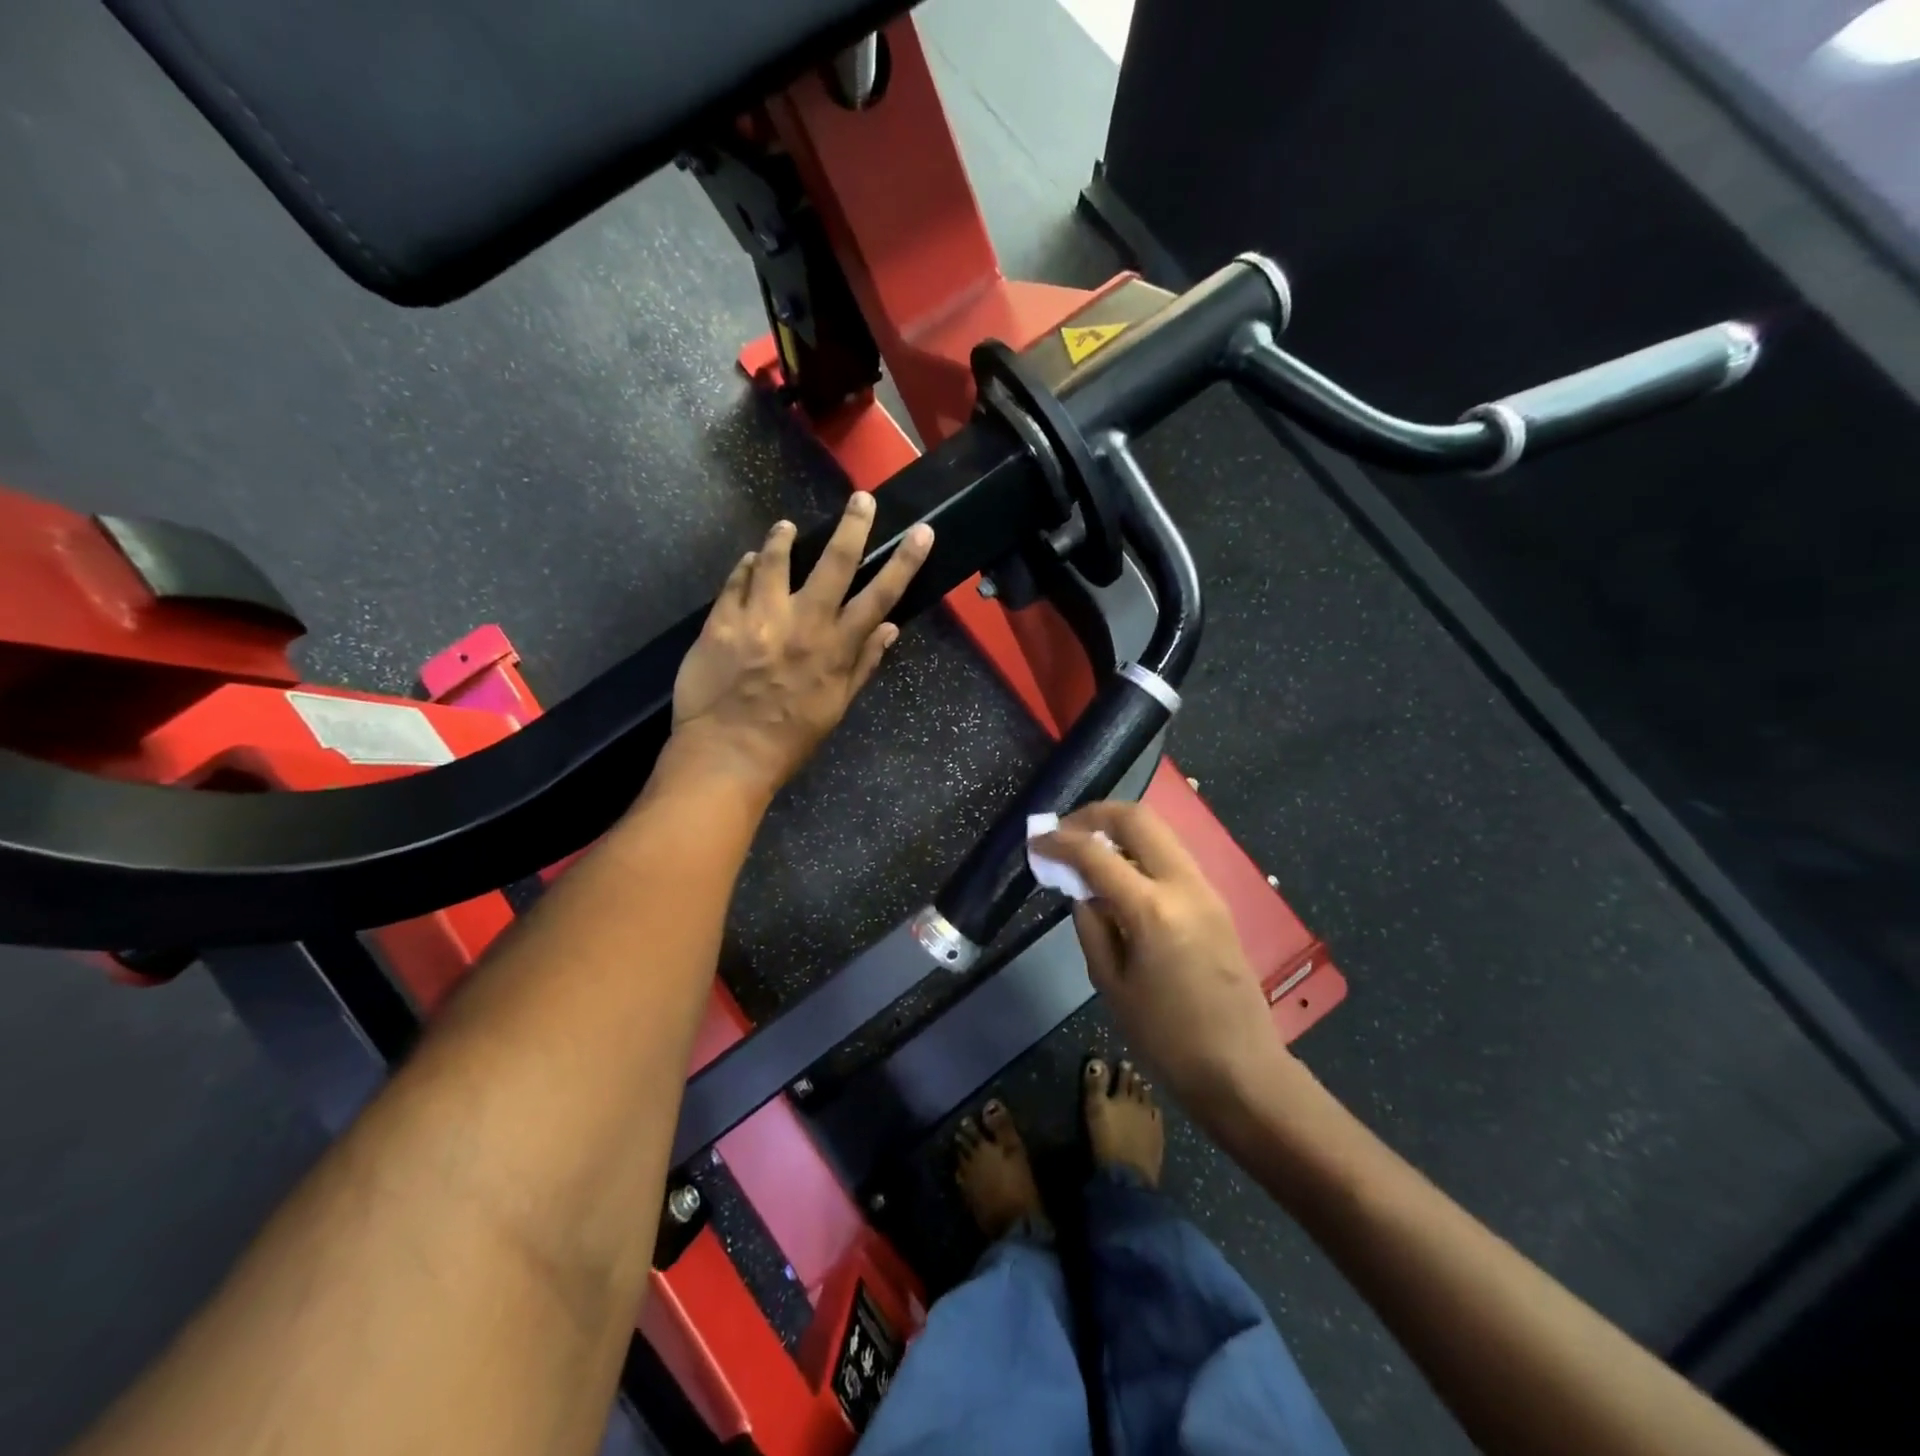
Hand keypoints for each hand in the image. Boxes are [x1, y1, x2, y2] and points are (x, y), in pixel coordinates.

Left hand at [669, 492, 932, 798]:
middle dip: (853, 527)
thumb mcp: (836, 707)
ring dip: (783, 539)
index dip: (904, 562)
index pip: (879, 595)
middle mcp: (802, 623)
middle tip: (862, 499)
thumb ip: (863, 664)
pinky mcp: (722, 621)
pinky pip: (736, 581)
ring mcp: (759, 618)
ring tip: (785, 527)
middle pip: (834, 563)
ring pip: (776, 560)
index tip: (921, 533)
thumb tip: (888, 628)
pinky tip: (749, 561)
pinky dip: (745, 567)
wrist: (727, 754)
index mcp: (835, 647)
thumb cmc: (790, 738)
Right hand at [1038, 801, 1286, 1107]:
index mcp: (1152, 910)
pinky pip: (1172, 856)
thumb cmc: (1166, 1039)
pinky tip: (1120, 875)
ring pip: (1159, 832)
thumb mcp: (1110, 984)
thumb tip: (1083, 891)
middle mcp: (1183, 885)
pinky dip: (1141, 851)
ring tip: (1089, 851)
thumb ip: (1092, 926)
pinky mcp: (1216, 901)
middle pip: (1138, 818)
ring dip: (1120, 830)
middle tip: (1065, 831)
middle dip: (1095, 815)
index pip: (1096, 855)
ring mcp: (1206, 889)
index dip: (1059, 841)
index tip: (1036, 840)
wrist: (1241, 1069)